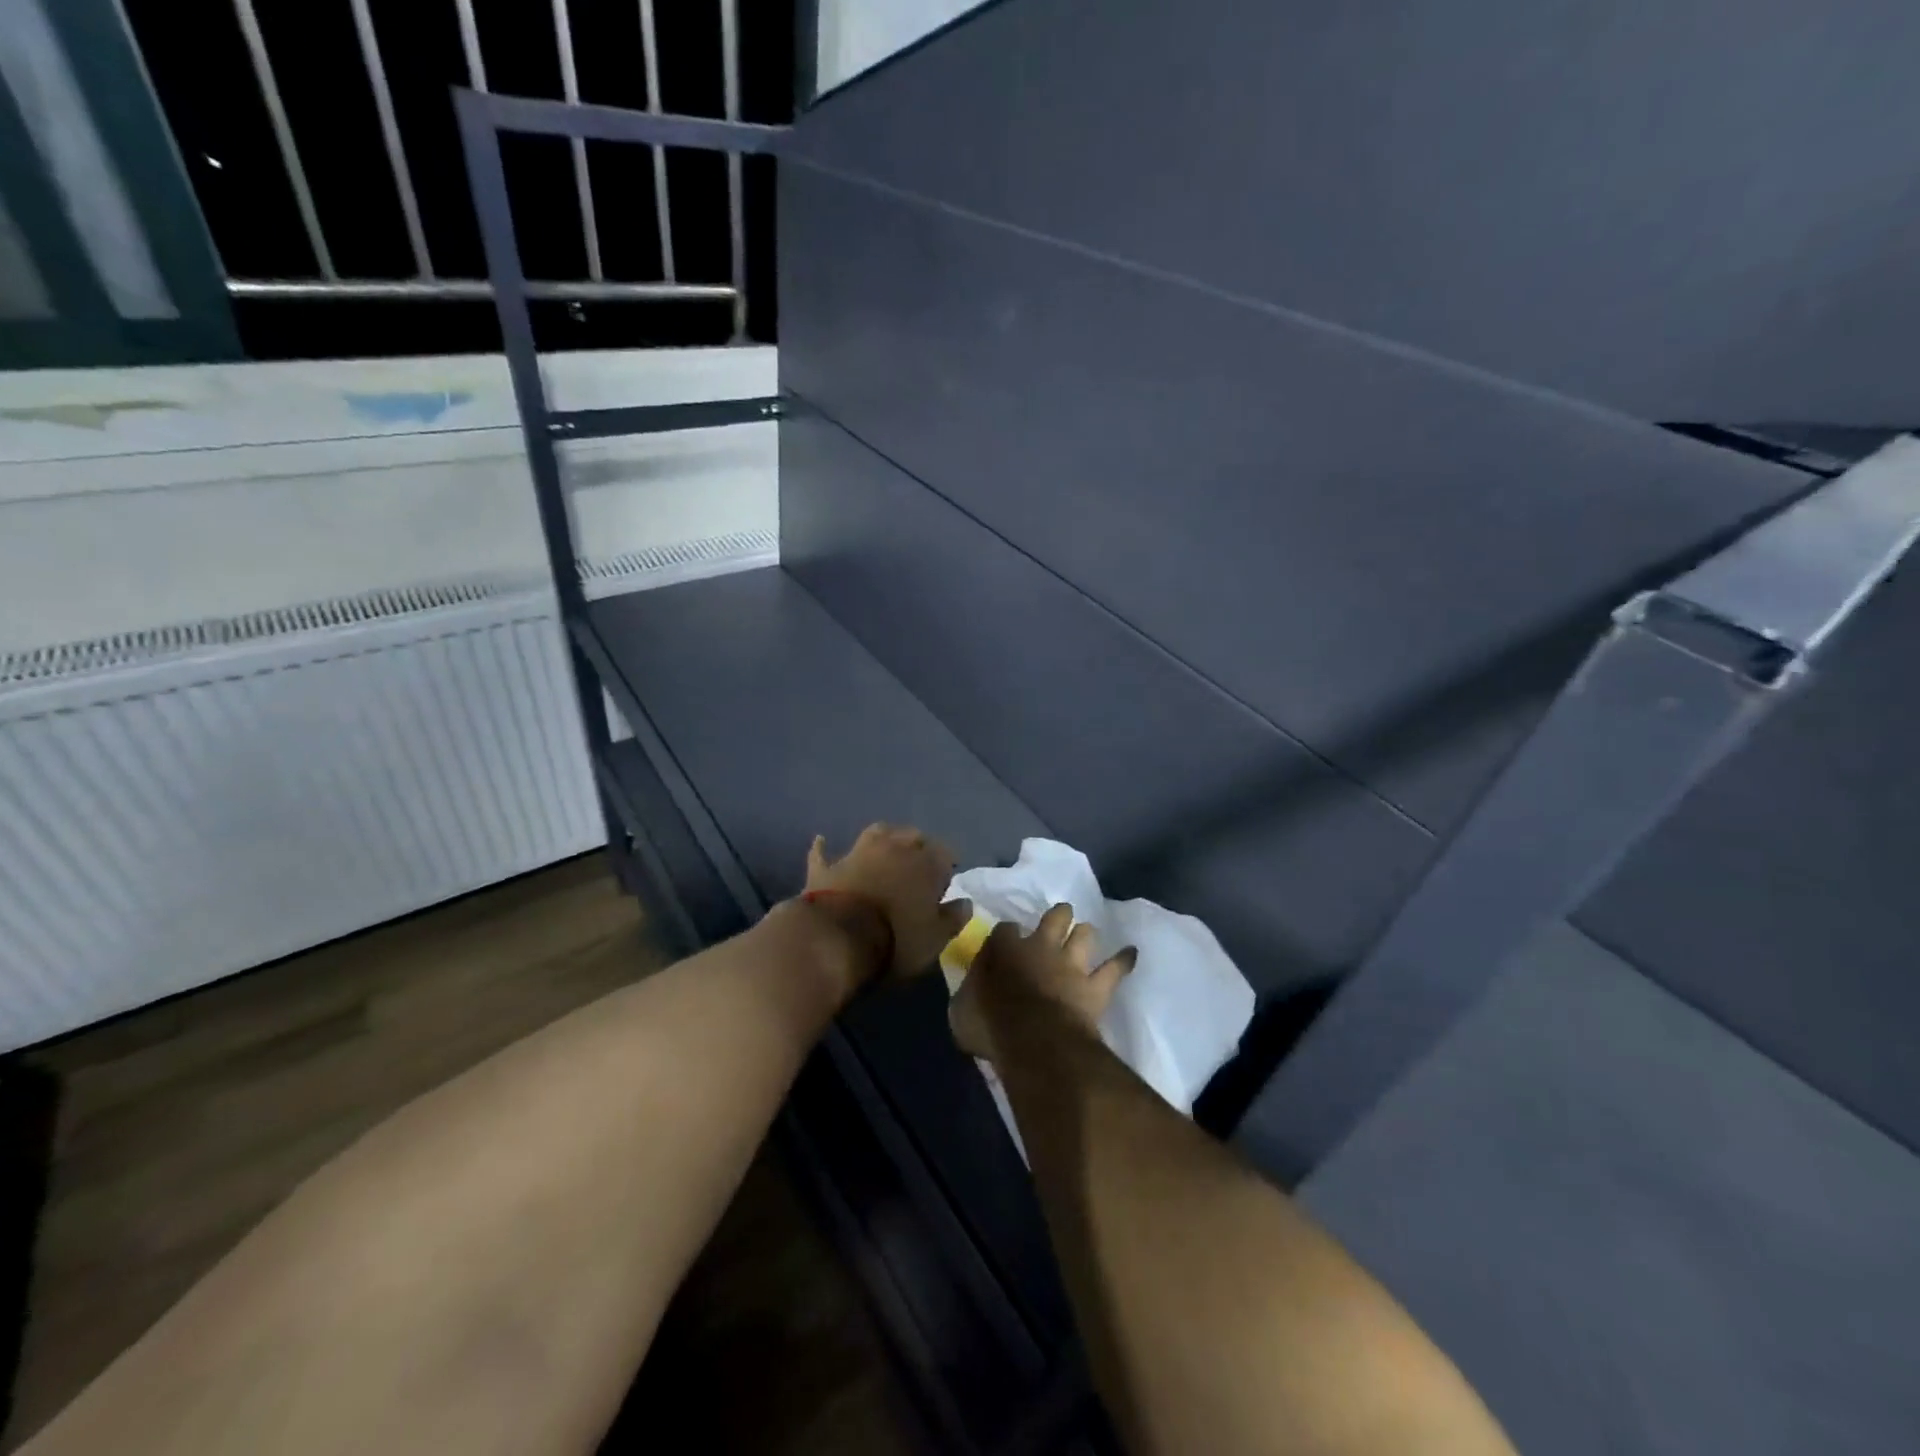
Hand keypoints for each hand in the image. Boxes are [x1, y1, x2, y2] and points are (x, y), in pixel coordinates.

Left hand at [805, 824, 972, 979]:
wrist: (837, 937)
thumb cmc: (896, 939)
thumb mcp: (935, 939)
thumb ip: (953, 918)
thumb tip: (965, 902)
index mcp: (925, 863)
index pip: (945, 853)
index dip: (946, 866)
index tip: (945, 882)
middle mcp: (894, 848)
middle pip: (912, 836)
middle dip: (919, 846)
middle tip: (919, 864)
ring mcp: (857, 853)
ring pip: (876, 832)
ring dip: (883, 837)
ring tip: (886, 847)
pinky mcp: (827, 867)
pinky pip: (824, 852)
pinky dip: (824, 848)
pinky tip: (822, 841)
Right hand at [950, 903, 1135, 1063]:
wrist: (1035, 1042)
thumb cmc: (990, 1026)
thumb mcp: (961, 1010)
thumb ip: (969, 993)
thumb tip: (970, 992)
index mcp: (1003, 949)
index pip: (1004, 929)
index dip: (1006, 934)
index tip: (1005, 942)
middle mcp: (1041, 947)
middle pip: (1054, 916)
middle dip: (1057, 917)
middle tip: (1057, 923)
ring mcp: (1072, 964)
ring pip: (1085, 934)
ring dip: (1085, 935)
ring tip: (1085, 937)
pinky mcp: (1096, 986)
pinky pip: (1116, 968)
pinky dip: (1123, 961)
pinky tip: (1131, 954)